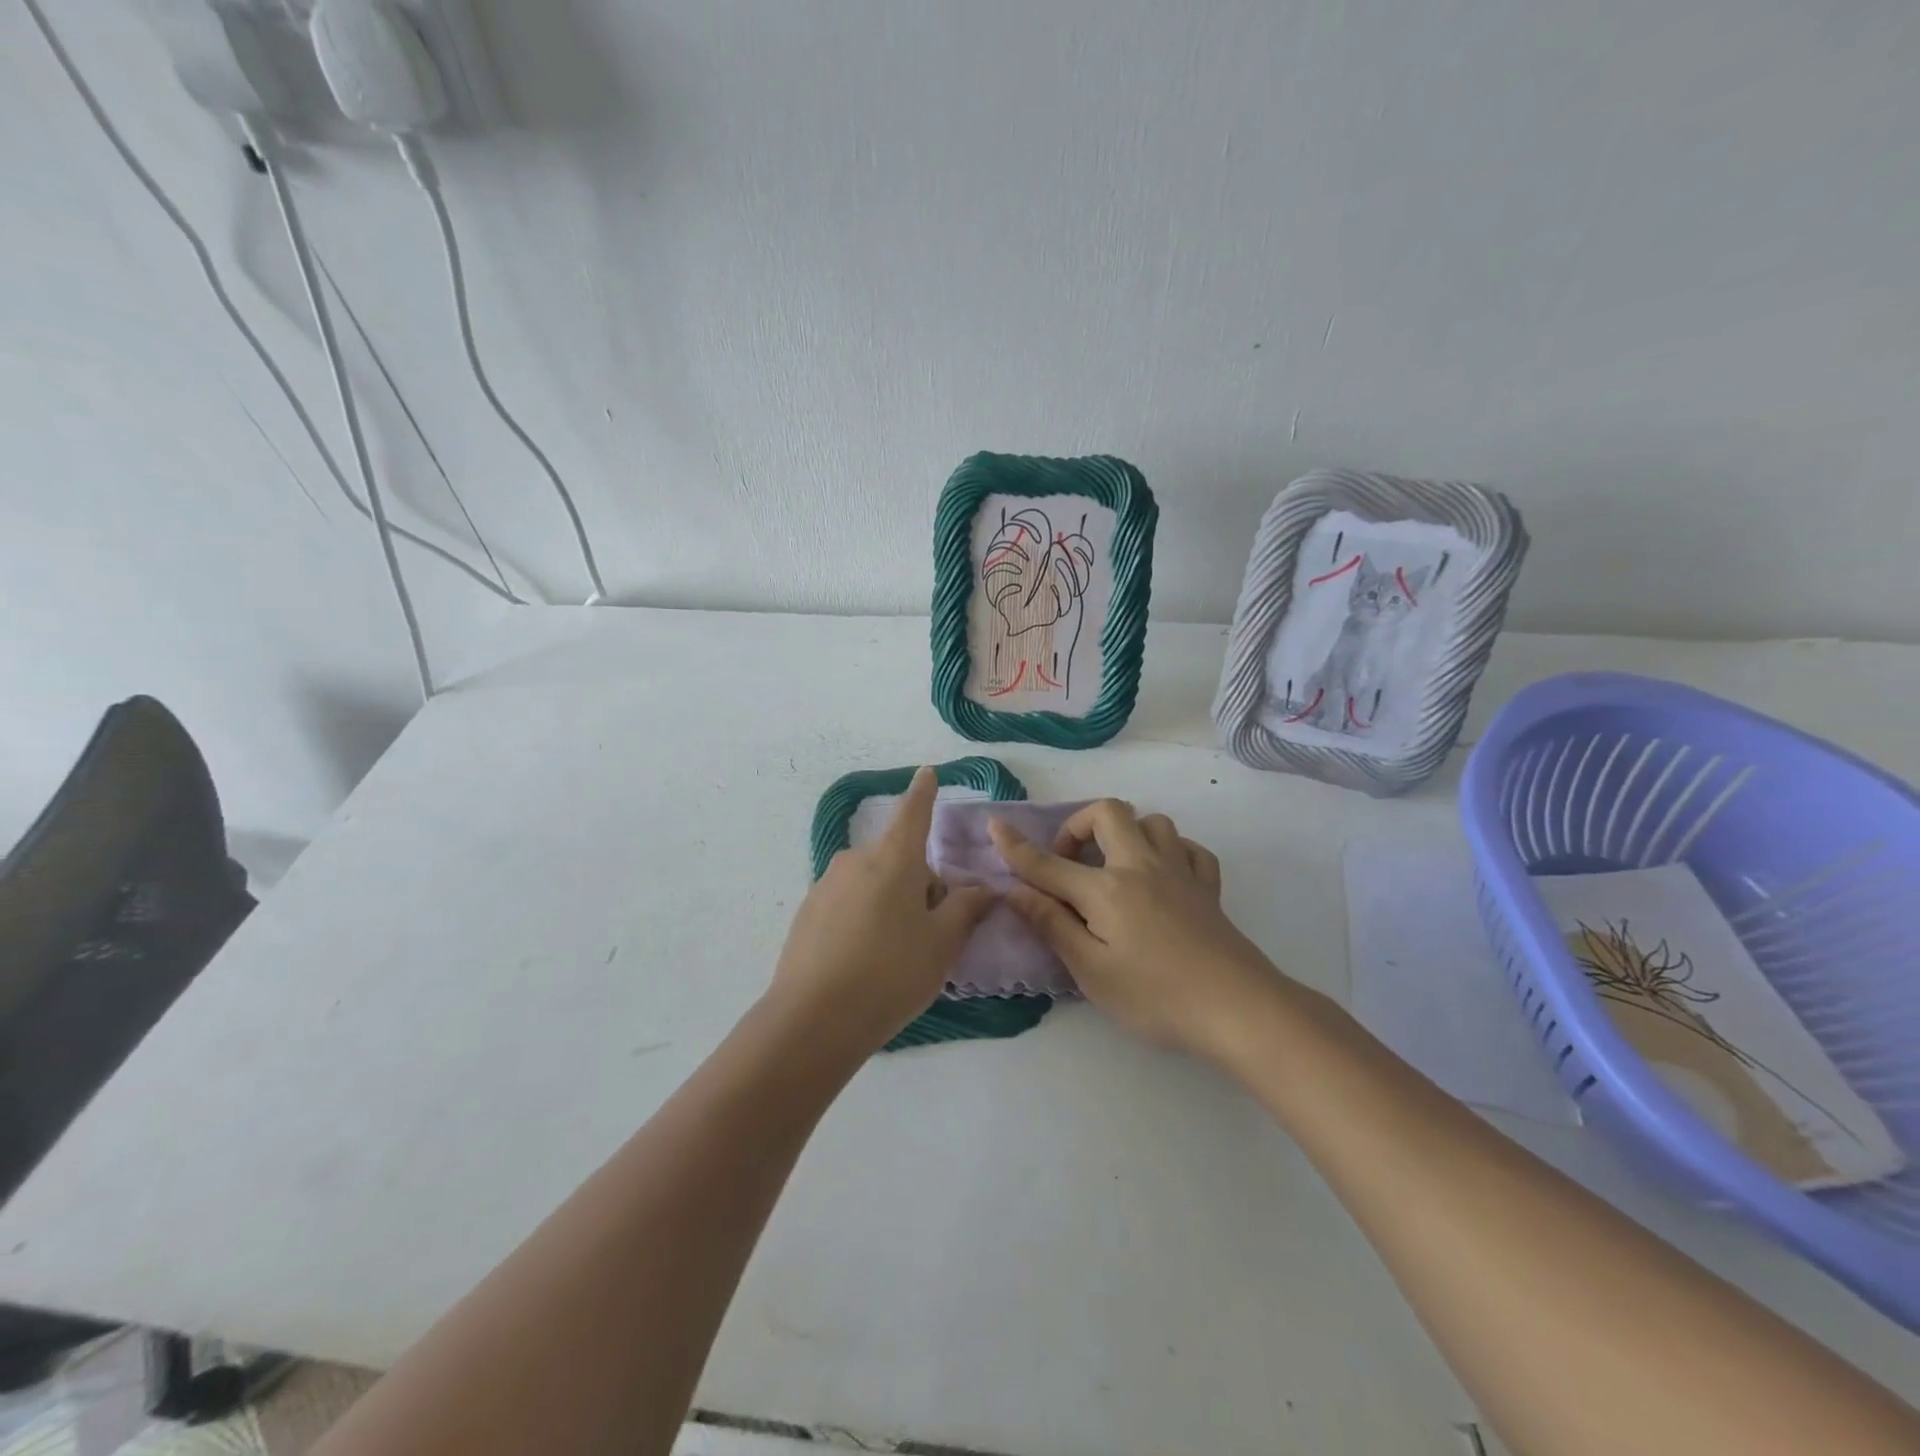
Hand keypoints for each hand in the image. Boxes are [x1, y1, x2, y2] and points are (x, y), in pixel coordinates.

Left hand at [768, 767, 996, 1056]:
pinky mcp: (807, 912)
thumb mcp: (942, 943)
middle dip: (919, 885)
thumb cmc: (891, 972)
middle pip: (898, 859)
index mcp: (893, 858)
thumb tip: (982, 889)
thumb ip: (966, 909)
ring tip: (895, 955)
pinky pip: (847, 903)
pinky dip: (863, 919)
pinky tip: (863, 962)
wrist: (813, 1019)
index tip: (927, 772)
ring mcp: (826, 885)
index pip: (914, 812)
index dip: (924, 792)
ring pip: (873, 883)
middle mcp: (856, 860)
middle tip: (930, 934)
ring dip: (891, 903)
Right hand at [989, 800, 1280, 1059]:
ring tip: (1115, 867)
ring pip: (1153, 822)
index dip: (1016, 846)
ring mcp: (1180, 871)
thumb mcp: (1092, 971)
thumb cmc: (1156, 997)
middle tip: (1070, 864)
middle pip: (1108, 813)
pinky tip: (1163, 877)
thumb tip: (1015, 890)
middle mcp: (1142, 866)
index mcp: (1107, 889)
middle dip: (1079, 826)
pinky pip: (1189, 849)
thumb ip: (1052, 925)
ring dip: (1127, 834)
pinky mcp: (1208, 887)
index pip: (1050, 863)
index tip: (995, 826)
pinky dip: (1171, 852)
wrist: (1239, 1009)